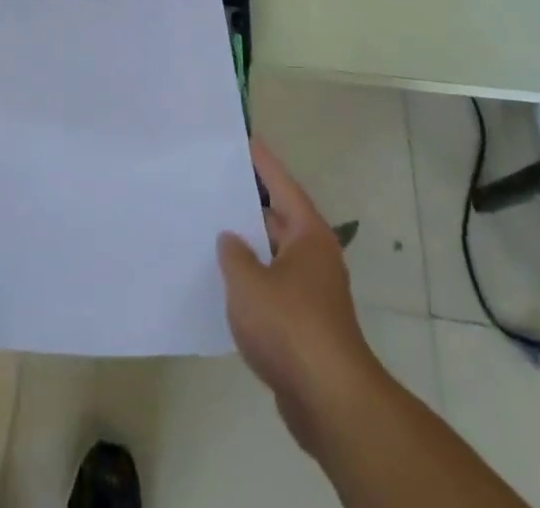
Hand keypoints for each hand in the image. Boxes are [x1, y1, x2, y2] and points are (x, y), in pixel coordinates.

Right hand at [218, 138, 383, 453]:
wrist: (329, 400)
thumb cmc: (290, 326)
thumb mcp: (248, 283)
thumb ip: (234, 254)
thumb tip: (231, 240)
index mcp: (308, 234)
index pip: (281, 184)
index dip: (262, 162)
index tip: (244, 139)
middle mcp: (314, 255)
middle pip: (278, 217)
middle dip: (248, 203)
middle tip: (214, 183)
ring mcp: (311, 290)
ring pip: (273, 254)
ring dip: (247, 245)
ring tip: (210, 228)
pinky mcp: (304, 323)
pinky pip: (272, 286)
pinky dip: (252, 279)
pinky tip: (224, 282)